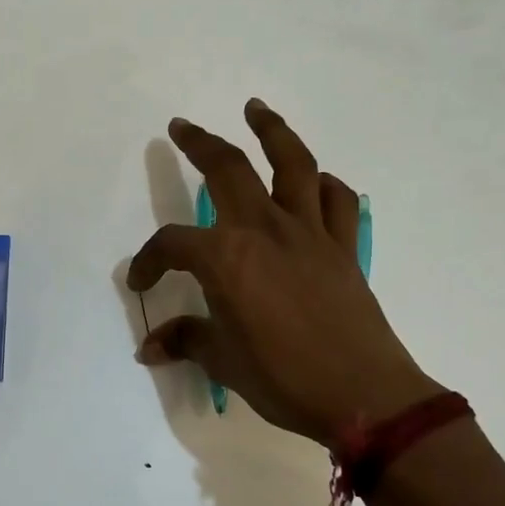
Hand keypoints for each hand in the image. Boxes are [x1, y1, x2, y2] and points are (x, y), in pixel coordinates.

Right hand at [127, 100, 441, 446]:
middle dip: (200, 143)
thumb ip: (186, 342)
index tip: (140, 282)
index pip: (173, 244)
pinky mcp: (344, 247)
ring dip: (272, 131)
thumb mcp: (224, 361)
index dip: (148, 261)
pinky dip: (324, 185)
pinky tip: (316, 182)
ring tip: (256, 109)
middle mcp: (265, 230)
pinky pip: (336, 201)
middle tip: (181, 126)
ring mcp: (309, 233)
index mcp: (226, 258)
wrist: (364, 397)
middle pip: (228, 168)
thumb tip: (150, 348)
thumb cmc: (284, 378)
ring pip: (292, 164)